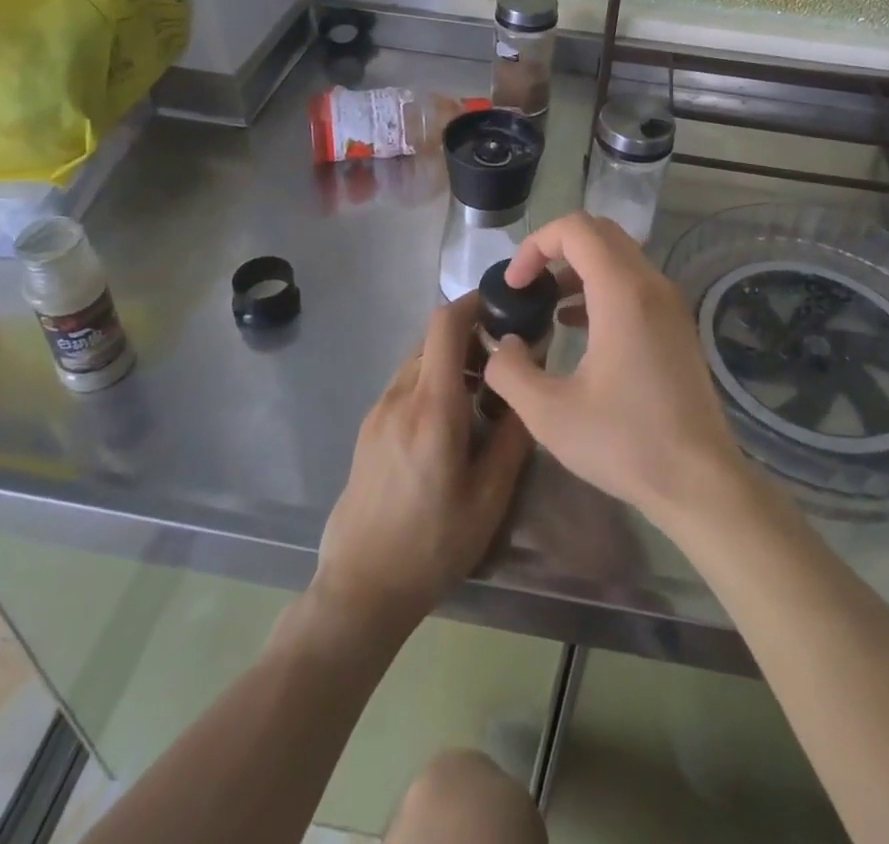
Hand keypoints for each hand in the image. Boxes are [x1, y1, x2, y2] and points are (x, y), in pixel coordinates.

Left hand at [314, 292, 532, 634]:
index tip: (505, 304)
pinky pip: (406, 383)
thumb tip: (528, 382)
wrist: (361, 587)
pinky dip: (432, 380)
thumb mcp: (490, 496)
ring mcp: (378, 410)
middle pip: (433, 338)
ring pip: (419, 360)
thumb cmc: (433, 544)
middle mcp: (400, 396)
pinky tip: (452, 419)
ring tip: (483, 392)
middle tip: (506, 358)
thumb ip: (512, 432)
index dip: (474, 302)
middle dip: (471, 335)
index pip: (445, 324)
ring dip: (451, 359)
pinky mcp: (369, 427)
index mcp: (432, 407)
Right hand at [483, 213, 744, 529]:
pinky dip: (601, 288)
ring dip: (578, 268)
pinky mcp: (677, 325)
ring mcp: (670, 304)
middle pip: (600, 233)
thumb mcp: (548, 414)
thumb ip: (510, 370)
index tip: (515, 285)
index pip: (575, 229)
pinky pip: (634, 283)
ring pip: (619, 256)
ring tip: (547, 306)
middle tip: (528, 285)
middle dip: (555, 249)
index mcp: (622, 292)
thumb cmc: (625, 442)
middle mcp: (651, 285)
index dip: (535, 245)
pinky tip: (578, 327)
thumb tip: (502, 343)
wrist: (700, 482)